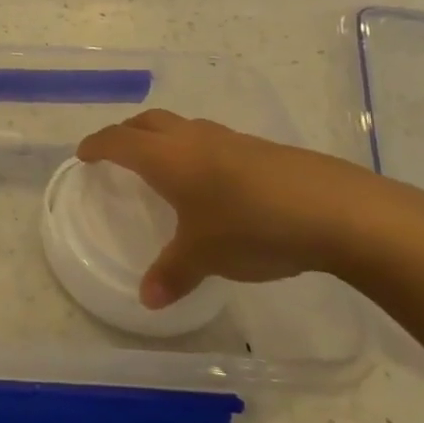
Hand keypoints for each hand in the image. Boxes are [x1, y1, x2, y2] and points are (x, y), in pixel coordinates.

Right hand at [76, 110, 423, 306]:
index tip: (84, 155)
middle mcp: (194, 140)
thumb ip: (173, 274)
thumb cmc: (252, 227)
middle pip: (148, 122)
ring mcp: (232, 141)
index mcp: (167, 158)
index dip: (97, 146)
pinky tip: (216, 183)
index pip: (118, 141)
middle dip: (127, 134)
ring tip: (165, 166)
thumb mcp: (205, 256)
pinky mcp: (264, 151)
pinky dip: (199, 152)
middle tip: (117, 153)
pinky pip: (215, 142)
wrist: (339, 211)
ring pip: (184, 128)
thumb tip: (148, 300)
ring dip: (165, 139)